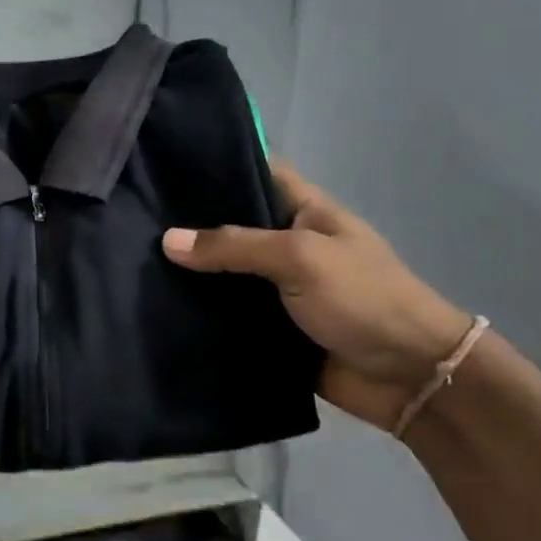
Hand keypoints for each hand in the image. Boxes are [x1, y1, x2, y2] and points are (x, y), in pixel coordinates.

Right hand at [161, 166, 470, 431]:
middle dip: (188, 222)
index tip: (165, 163)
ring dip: (187, 271)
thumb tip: (167, 241)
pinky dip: (197, 311)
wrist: (409, 377)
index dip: (216, 163)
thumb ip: (234, 247)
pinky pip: (225, 313)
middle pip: (230, 224)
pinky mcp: (267, 327)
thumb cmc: (363, 298)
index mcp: (304, 211)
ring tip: (130, 258)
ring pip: (222, 272)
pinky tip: (156, 303)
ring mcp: (276, 287)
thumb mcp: (300, 258)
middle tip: (132, 214)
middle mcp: (286, 244)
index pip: (256, 171)